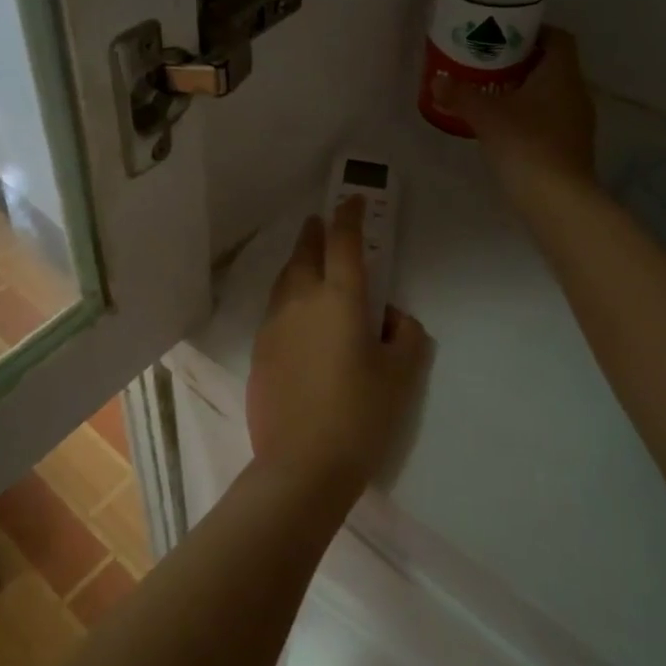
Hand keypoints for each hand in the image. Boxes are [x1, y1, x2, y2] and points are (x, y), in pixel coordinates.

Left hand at [246, 199, 428, 500]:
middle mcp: (301, 301)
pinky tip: (297, 314)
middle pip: (305, 253)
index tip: (352, 200)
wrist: (301, 466)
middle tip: (321, 222)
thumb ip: (406, 336)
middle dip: (315, 233)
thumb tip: (392, 317)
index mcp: (340, 300)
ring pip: (285, 279)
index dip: (350, 216)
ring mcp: (274, 325)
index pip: (344, 243)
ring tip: (309, 262)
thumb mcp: (401, 376)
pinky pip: (275, 309)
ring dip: (298, 262)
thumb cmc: (360, 416)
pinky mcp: (259, 351)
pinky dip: (288, 296)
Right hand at [433, 27, 596, 188]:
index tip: (505, 36)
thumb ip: (461, 95)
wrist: (558, 199)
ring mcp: (578, 121)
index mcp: (561, 73)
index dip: (534, 32)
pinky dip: (531, 116)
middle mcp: (576, 91)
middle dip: (523, 62)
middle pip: (553, 65)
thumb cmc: (525, 144)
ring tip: (492, 94)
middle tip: (489, 65)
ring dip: (526, 91)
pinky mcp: (573, 146)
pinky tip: (506, 127)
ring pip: (552, 94)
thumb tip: (437, 80)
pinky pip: (552, 118)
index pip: (558, 38)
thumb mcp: (485, 116)